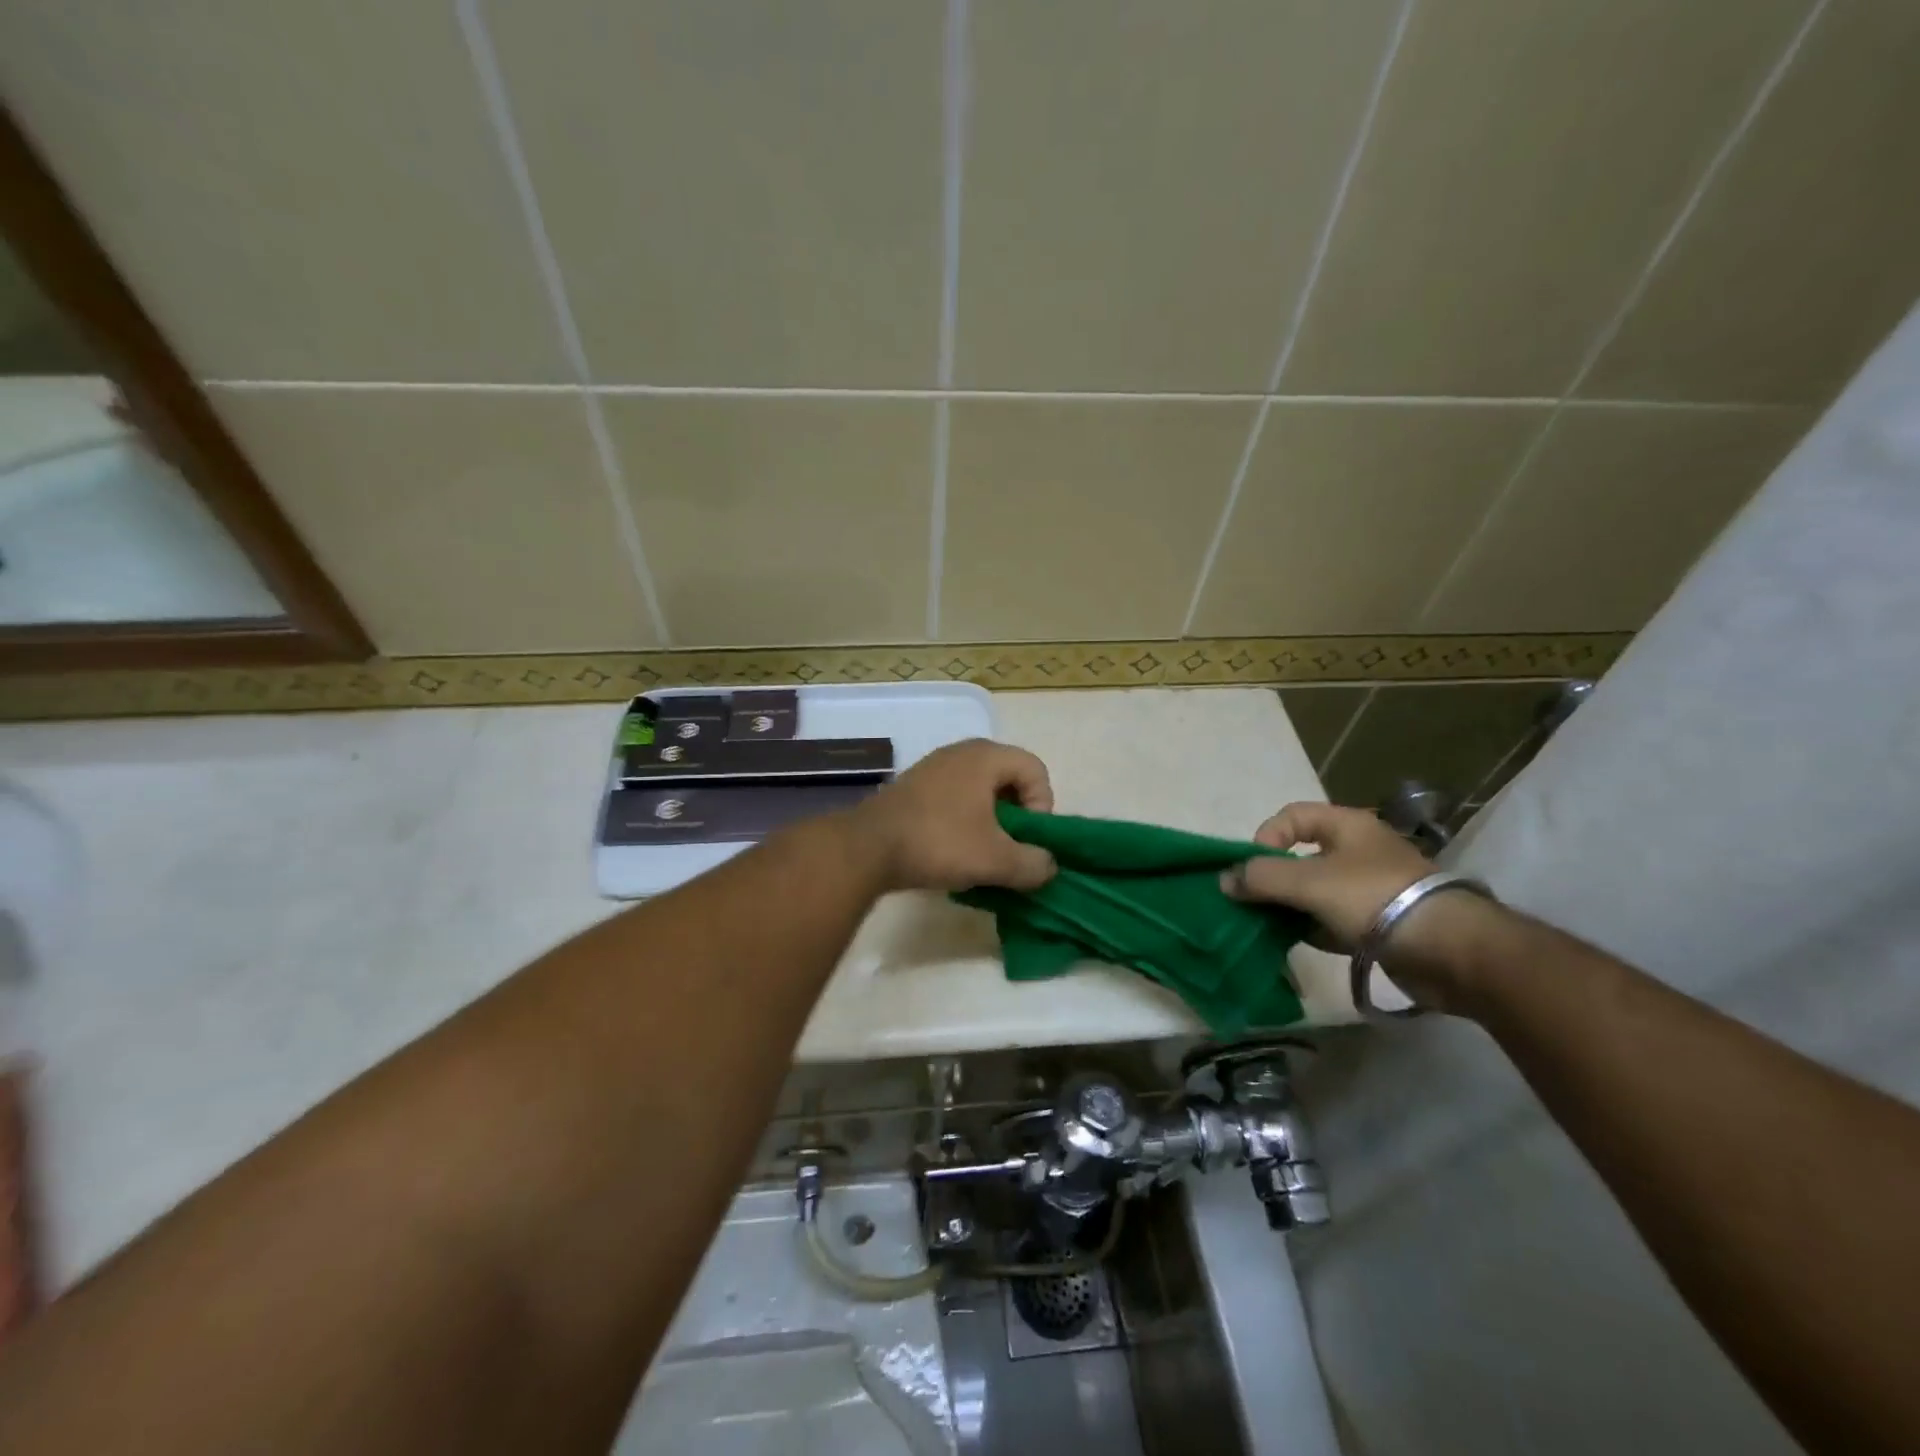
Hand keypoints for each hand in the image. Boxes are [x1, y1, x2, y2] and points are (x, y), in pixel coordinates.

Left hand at [851, 739, 1057, 893]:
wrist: (866, 847)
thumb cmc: (939, 842)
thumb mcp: (996, 860)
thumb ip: (1033, 863)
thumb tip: (1048, 866)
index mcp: (985, 756)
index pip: (1036, 770)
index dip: (1043, 806)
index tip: (1027, 839)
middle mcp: (961, 752)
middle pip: (1009, 778)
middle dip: (1017, 816)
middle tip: (1009, 848)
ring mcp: (933, 767)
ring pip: (980, 790)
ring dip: (990, 821)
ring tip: (983, 854)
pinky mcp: (914, 787)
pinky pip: (954, 798)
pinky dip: (964, 821)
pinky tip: (953, 850)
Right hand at [1220, 801, 1431, 949]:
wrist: (1450, 950)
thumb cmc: (1373, 899)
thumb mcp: (1309, 883)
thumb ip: (1262, 878)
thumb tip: (1223, 880)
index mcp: (1346, 826)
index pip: (1291, 816)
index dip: (1266, 837)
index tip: (1254, 869)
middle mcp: (1358, 851)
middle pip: (1301, 856)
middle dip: (1272, 878)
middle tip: (1252, 902)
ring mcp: (1370, 888)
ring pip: (1314, 891)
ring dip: (1289, 906)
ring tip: (1268, 926)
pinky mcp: (1379, 923)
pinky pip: (1332, 919)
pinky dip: (1312, 928)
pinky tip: (1298, 943)